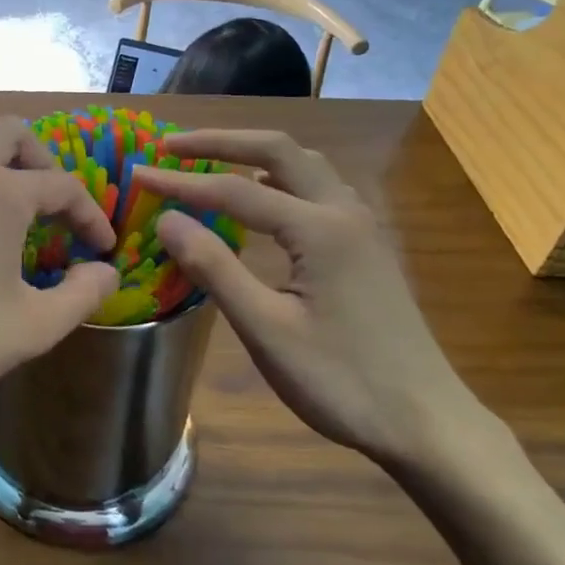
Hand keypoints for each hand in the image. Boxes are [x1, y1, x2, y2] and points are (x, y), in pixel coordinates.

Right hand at [137, 131, 488, 465]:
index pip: (235, 191)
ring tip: (210, 161)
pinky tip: (263, 197)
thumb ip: (214, 268)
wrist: (426, 423)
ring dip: (253, 154)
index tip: (138, 173)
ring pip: (304, 165)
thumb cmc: (341, 381)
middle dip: (220, 141)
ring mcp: (361, 227)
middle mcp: (343, 212)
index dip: (181, 181)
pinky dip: (280, 177)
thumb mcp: (266, 329)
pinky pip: (318, 188)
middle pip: (278, 150)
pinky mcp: (366, 246)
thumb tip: (166, 219)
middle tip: (171, 146)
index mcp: (319, 229)